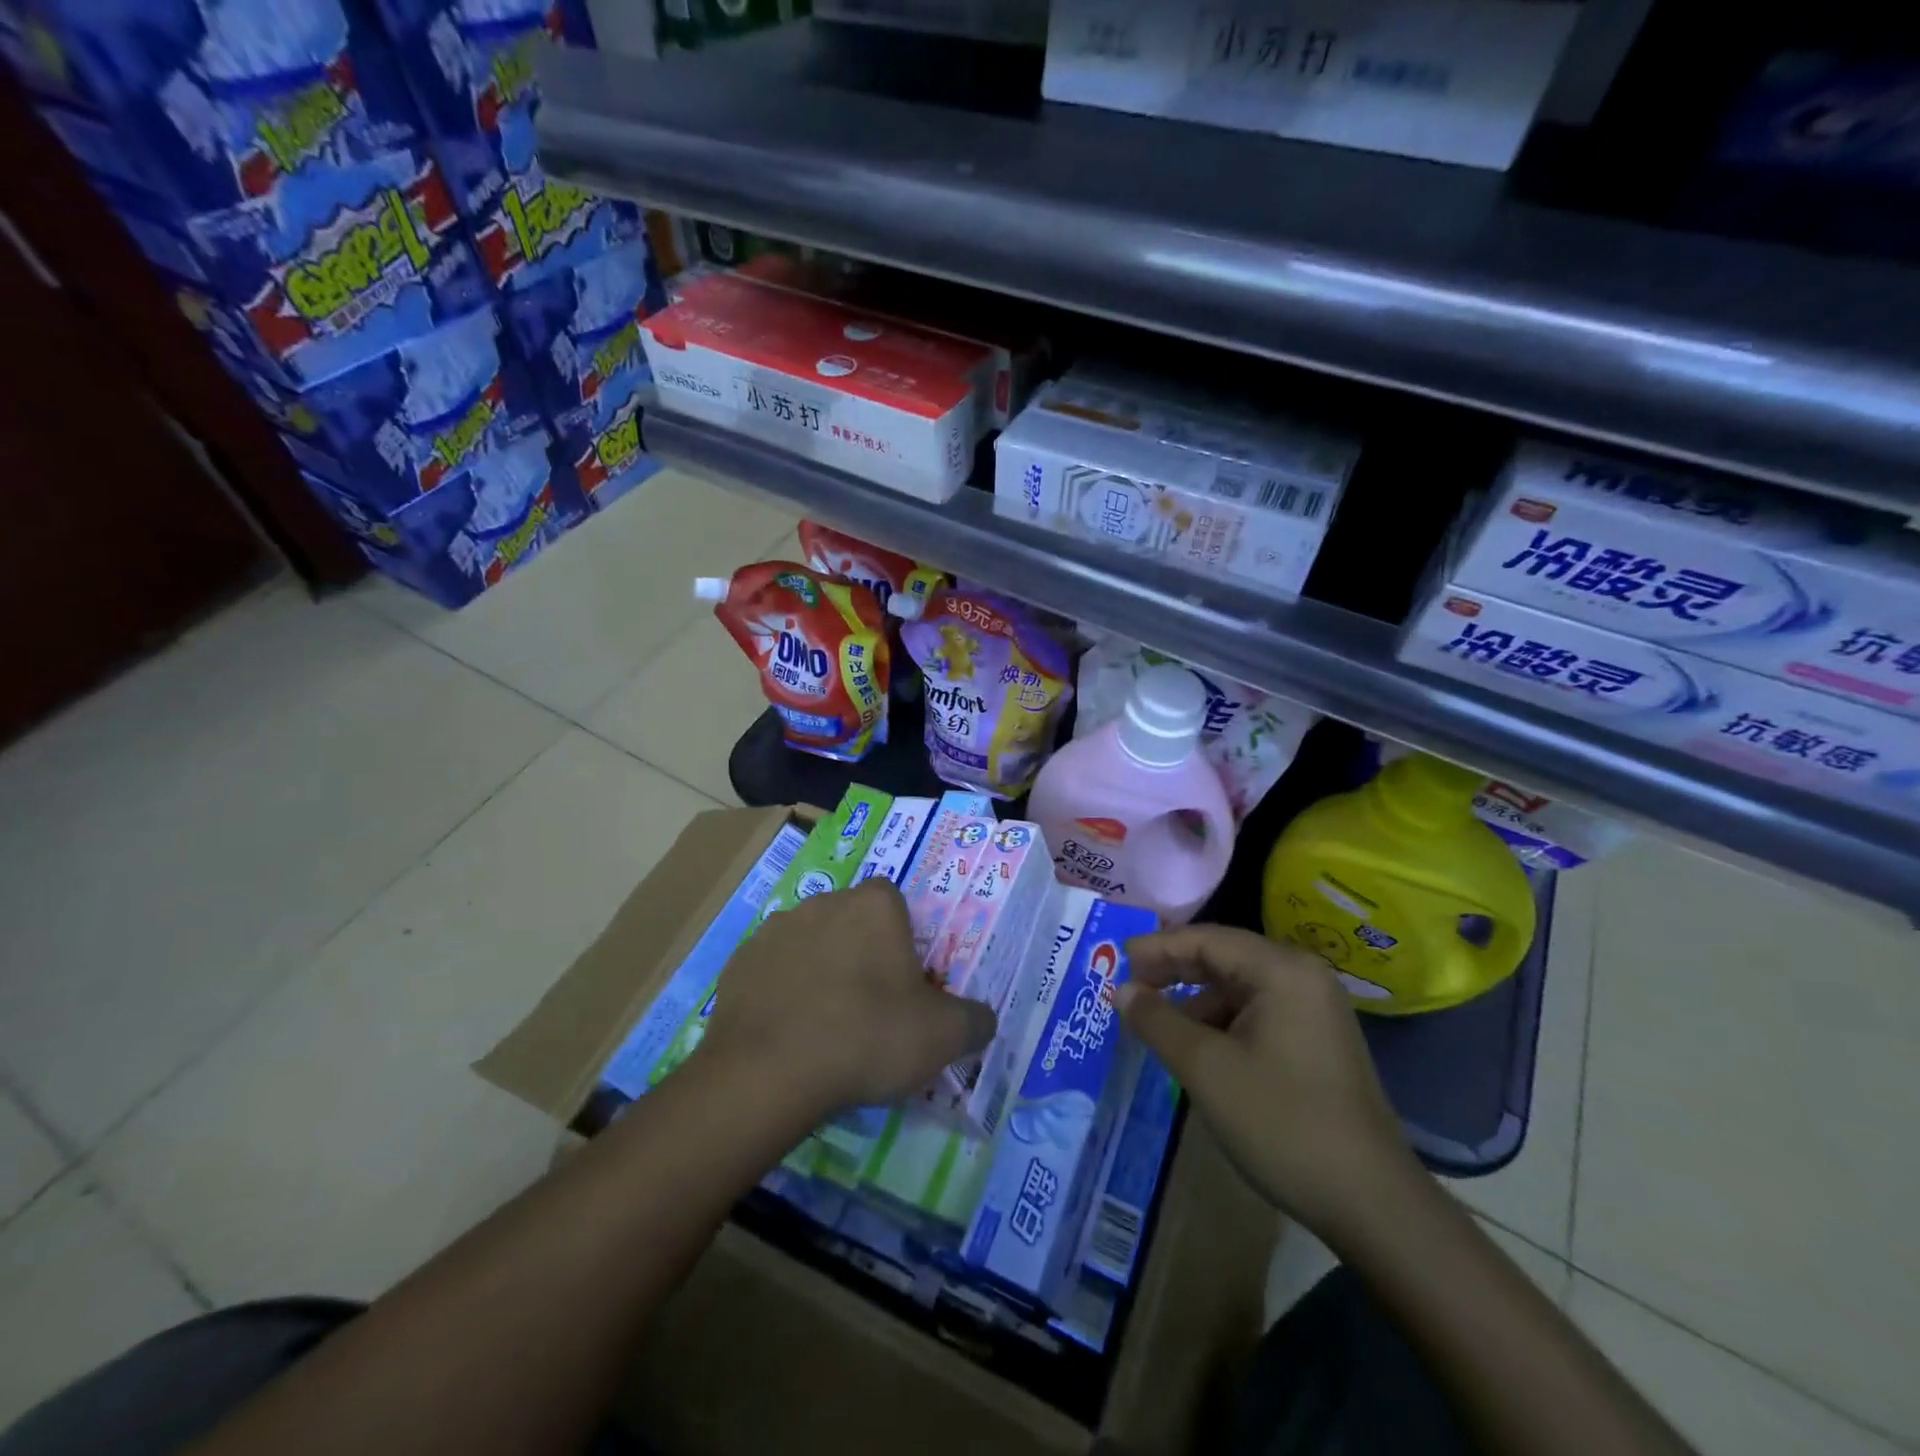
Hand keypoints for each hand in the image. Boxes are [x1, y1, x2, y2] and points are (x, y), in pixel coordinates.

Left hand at [697, 878, 996, 1114]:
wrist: (768, 1072)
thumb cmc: (867, 1036)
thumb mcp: (942, 1036)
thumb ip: (974, 1020)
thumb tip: (983, 1020)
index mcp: (874, 904)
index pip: (895, 904)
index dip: (902, 941)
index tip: (904, 983)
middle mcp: (823, 902)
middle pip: (851, 921)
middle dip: (861, 954)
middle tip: (869, 1008)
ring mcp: (774, 930)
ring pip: (809, 944)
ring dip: (819, 970)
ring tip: (824, 1025)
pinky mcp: (738, 962)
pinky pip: (771, 971)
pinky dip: (781, 993)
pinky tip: (787, 1033)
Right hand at [1118, 925, 1423, 1239]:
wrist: (1371, 1203)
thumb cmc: (1280, 1122)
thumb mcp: (1205, 1068)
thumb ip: (1156, 1020)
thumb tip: (1120, 990)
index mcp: (1281, 970)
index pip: (1206, 939)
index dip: (1158, 947)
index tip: (1116, 959)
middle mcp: (1303, 978)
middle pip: (1224, 957)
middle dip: (1173, 970)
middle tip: (1128, 986)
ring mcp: (1315, 1010)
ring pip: (1238, 988)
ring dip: (1195, 1000)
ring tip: (1156, 1023)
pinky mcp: (1317, 1042)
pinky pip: (1257, 1013)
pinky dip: (1221, 1023)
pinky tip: (1197, 1049)